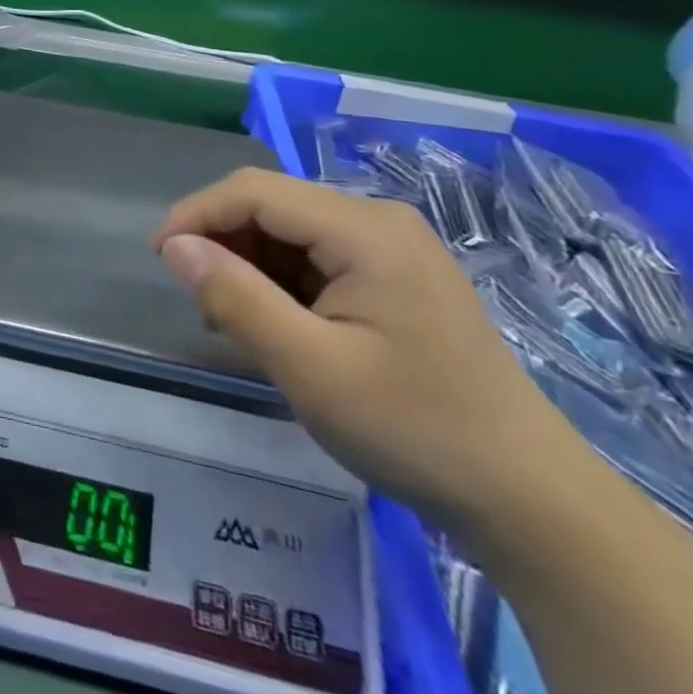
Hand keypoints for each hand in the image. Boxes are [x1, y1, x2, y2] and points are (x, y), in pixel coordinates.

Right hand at [152, 169, 584, 533]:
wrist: (532, 502)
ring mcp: (391, 249)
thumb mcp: (310, 368)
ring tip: (230, 321)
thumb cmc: (416, 429)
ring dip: (248, 266)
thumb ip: (235, 298)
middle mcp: (378, 221)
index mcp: (364, 228)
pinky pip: (315, 258)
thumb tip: (174, 247)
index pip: (253, 191)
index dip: (196, 214)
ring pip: (289, 232)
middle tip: (198, 300)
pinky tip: (271, 325)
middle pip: (272, 206)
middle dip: (223, 243)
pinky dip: (279, 283)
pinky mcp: (394, 278)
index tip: (159, 259)